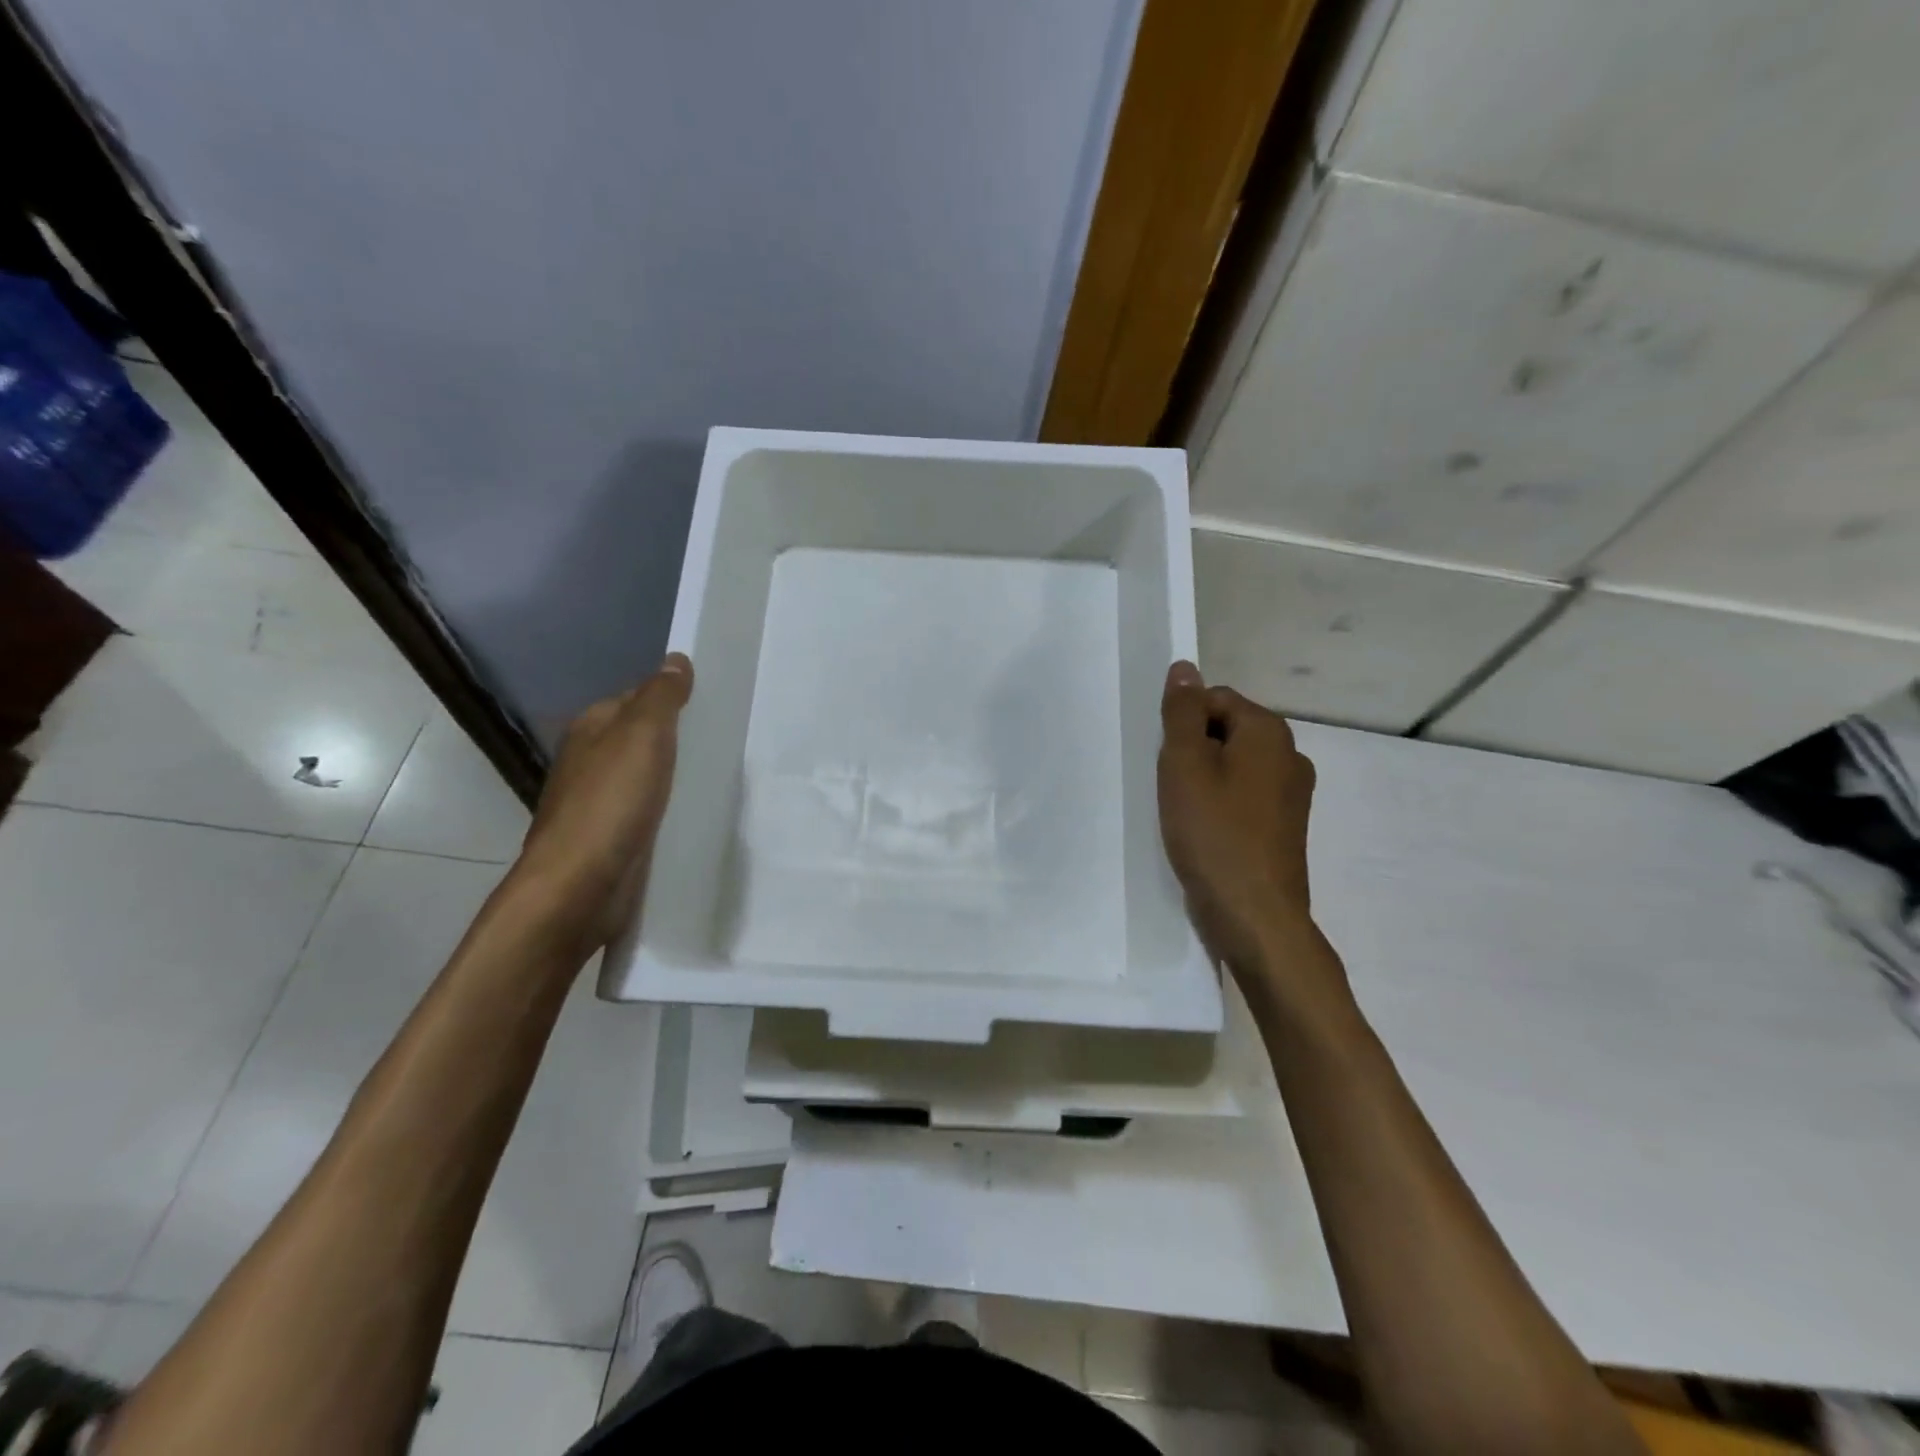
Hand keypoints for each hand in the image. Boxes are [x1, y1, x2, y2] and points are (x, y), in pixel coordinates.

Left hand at [513, 654, 693, 951]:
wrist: (580, 886)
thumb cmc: (611, 803)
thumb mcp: (642, 736)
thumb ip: (661, 696)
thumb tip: (676, 659)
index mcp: (591, 729)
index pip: (636, 698)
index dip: (671, 699)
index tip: (712, 706)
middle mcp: (589, 762)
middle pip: (641, 740)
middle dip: (676, 741)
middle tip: (724, 743)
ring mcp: (598, 804)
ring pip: (645, 778)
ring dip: (673, 778)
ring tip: (718, 777)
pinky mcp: (611, 840)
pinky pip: (647, 813)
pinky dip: (668, 810)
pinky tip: (693, 817)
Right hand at [1158, 660, 1320, 977]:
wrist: (1253, 914)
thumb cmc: (1213, 832)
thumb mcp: (1184, 764)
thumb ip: (1182, 712)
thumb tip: (1184, 668)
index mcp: (1269, 732)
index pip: (1214, 699)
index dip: (1182, 724)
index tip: (1166, 760)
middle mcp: (1289, 756)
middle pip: (1225, 731)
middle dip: (1192, 752)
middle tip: (1170, 787)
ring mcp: (1291, 795)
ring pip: (1232, 767)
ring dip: (1202, 781)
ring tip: (1182, 812)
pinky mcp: (1283, 827)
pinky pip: (1242, 798)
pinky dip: (1219, 806)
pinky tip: (1202, 832)